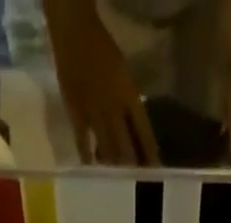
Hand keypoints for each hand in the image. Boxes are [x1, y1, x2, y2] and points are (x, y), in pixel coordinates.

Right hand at [46, 0, 159, 162]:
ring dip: (113, 165)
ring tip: (117, 178)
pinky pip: (83, 142)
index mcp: (128, 96)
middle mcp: (113, 109)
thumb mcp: (124, 74)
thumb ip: (130, 102)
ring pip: (106, 149)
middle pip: (126, 147)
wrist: (74, 33)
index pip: (144, 132)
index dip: (150, 153)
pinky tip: (92, 167)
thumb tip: (135, 129)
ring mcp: (93, 113)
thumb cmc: (102, 50)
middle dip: (132, 166)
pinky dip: (88, 156)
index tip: (156, 171)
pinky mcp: (76, 114)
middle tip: (136, 182)